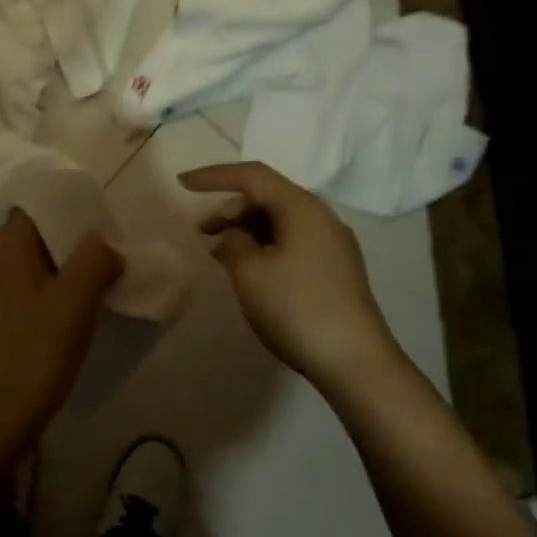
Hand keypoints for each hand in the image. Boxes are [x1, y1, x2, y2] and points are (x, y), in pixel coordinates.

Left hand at [0, 211, 123, 475]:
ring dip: (60, 275)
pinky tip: (65, 320)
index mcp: (3, 246)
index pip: (39, 208)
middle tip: (108, 263)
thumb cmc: (32, 355)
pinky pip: (19, 294)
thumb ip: (95, 260)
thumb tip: (104, 245)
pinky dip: (44, 297)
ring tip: (94, 292)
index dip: (75, 213)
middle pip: (34, 237)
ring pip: (28, 268)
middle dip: (72, 246)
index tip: (108, 231)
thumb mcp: (74, 303)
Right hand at [181, 162, 399, 395]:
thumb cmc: (296, 308)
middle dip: (230, 207)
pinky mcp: (335, 269)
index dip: (214, 176)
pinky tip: (249, 269)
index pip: (252, 176)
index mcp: (302, 207)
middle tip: (201, 230)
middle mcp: (321, 217)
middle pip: (268, 196)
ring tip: (220, 252)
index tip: (182, 184)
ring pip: (280, 221)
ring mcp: (332, 244)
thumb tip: (236, 236)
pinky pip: (292, 241)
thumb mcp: (250, 272)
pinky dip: (264, 245)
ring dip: (246, 229)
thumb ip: (234, 243)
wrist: (354, 360)